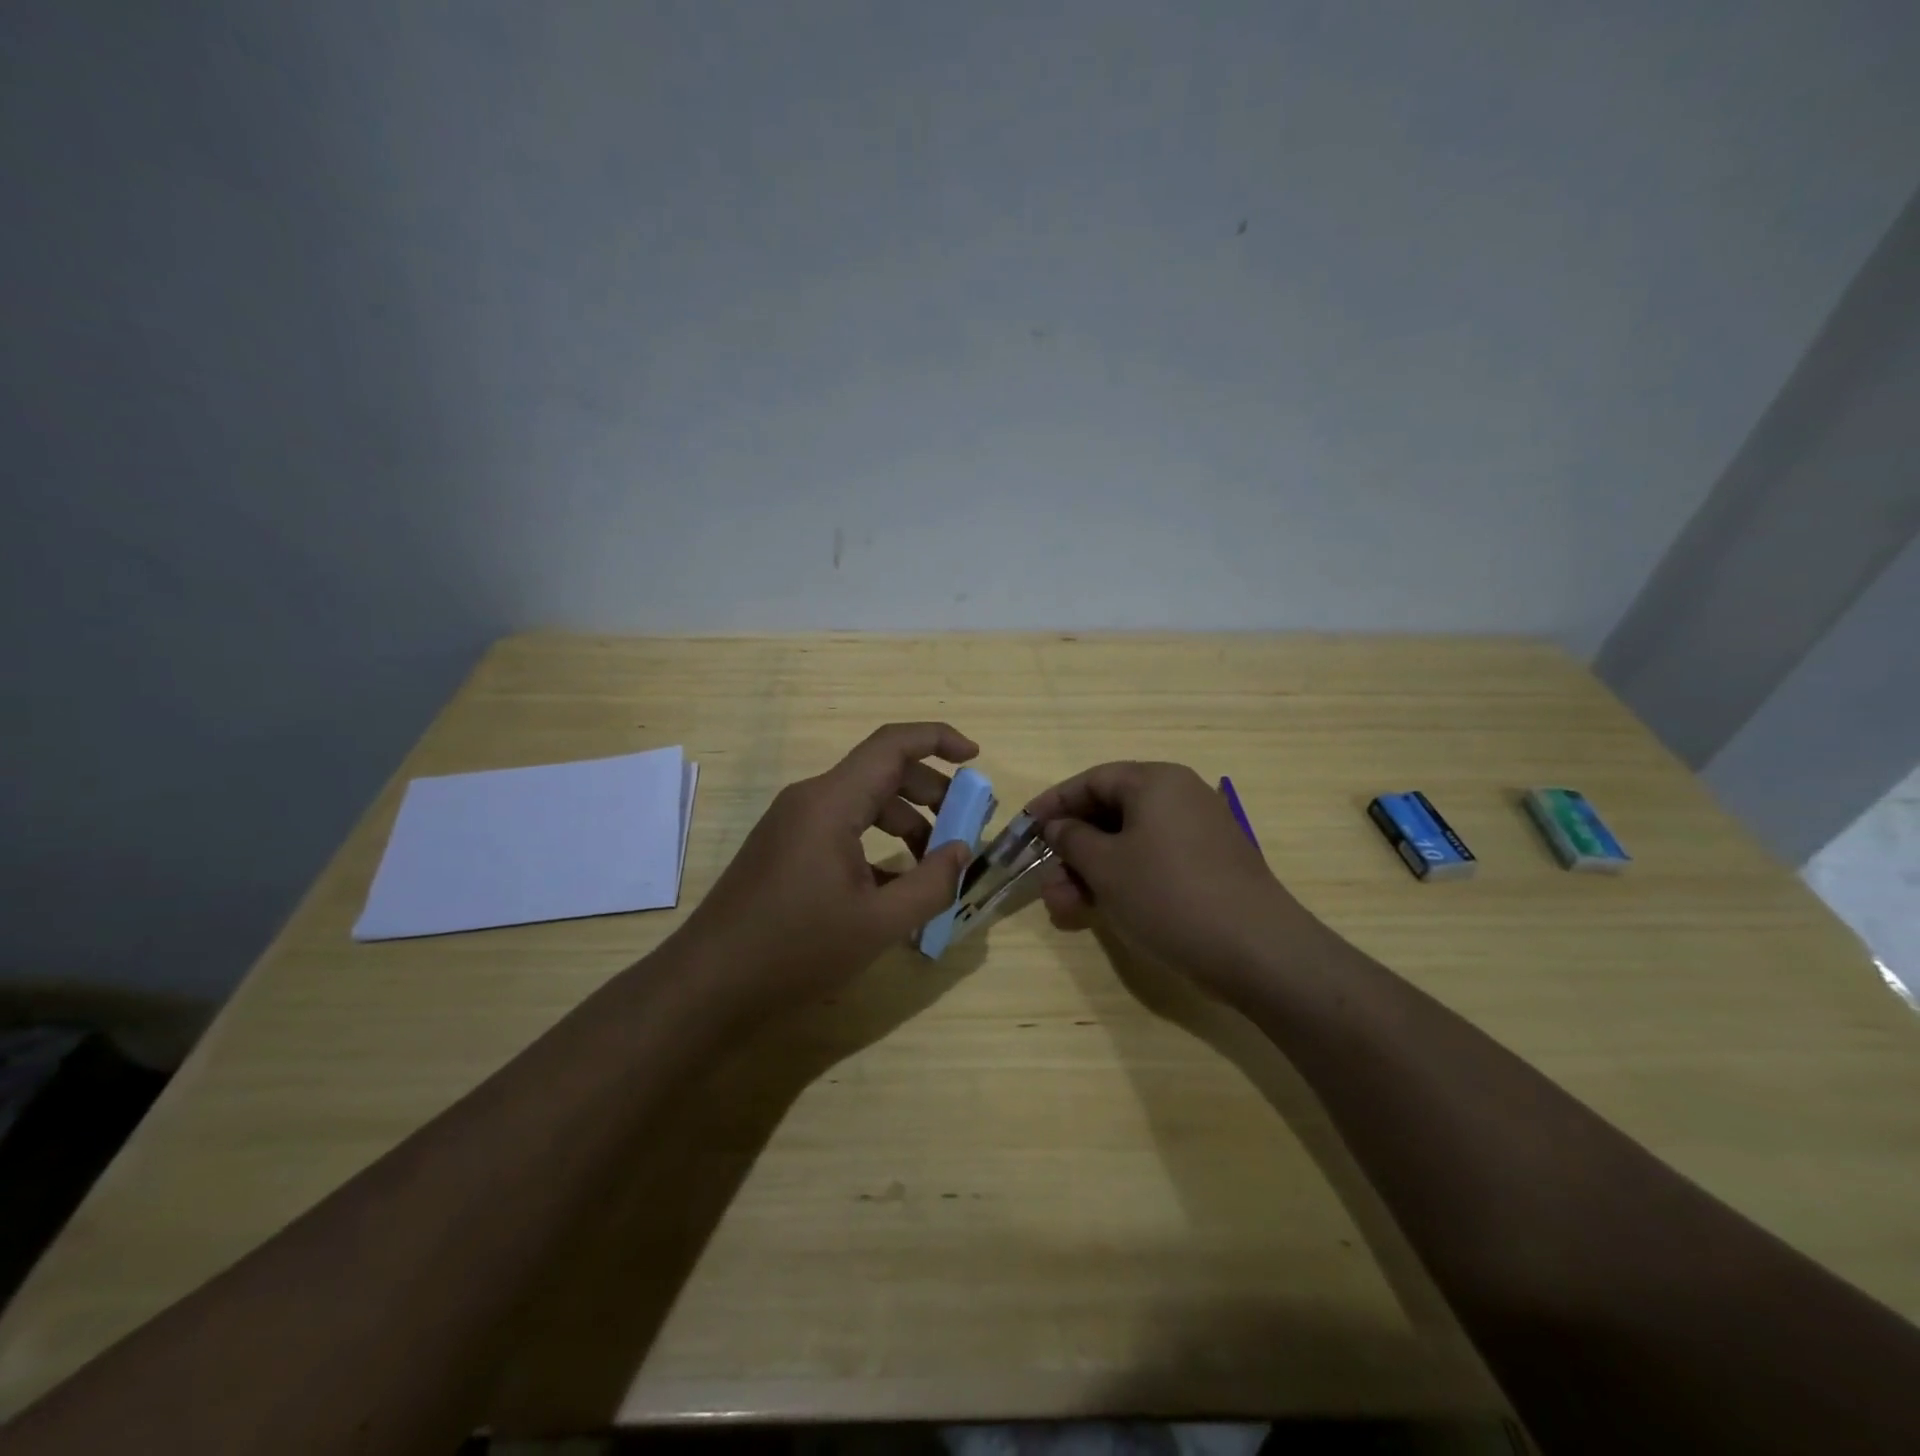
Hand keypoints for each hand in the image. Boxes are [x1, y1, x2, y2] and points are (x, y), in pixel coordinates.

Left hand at [674, 723, 977, 1020]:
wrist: (708, 985)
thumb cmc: (795, 950)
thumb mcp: (878, 924)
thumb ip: (931, 884)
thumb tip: (962, 851)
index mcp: (831, 802)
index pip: (892, 745)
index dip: (938, 739)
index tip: (976, 757)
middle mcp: (810, 799)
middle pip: (882, 773)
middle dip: (931, 793)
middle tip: (965, 826)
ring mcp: (793, 823)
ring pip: (863, 802)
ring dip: (906, 823)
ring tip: (935, 863)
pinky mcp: (784, 848)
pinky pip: (841, 828)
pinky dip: (876, 844)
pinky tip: (894, 885)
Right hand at [1029, 761, 1331, 1000]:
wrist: (1256, 950)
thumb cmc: (1168, 895)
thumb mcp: (1106, 866)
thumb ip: (1071, 839)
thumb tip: (1058, 825)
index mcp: (1156, 782)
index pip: (1092, 780)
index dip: (1054, 803)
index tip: (1025, 828)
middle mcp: (1179, 797)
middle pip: (1109, 813)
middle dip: (1071, 850)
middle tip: (1046, 882)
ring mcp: (1197, 833)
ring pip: (1128, 844)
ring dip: (1091, 873)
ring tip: (1064, 909)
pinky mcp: (1208, 867)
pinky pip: (1152, 862)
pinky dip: (1122, 882)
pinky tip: (1098, 912)